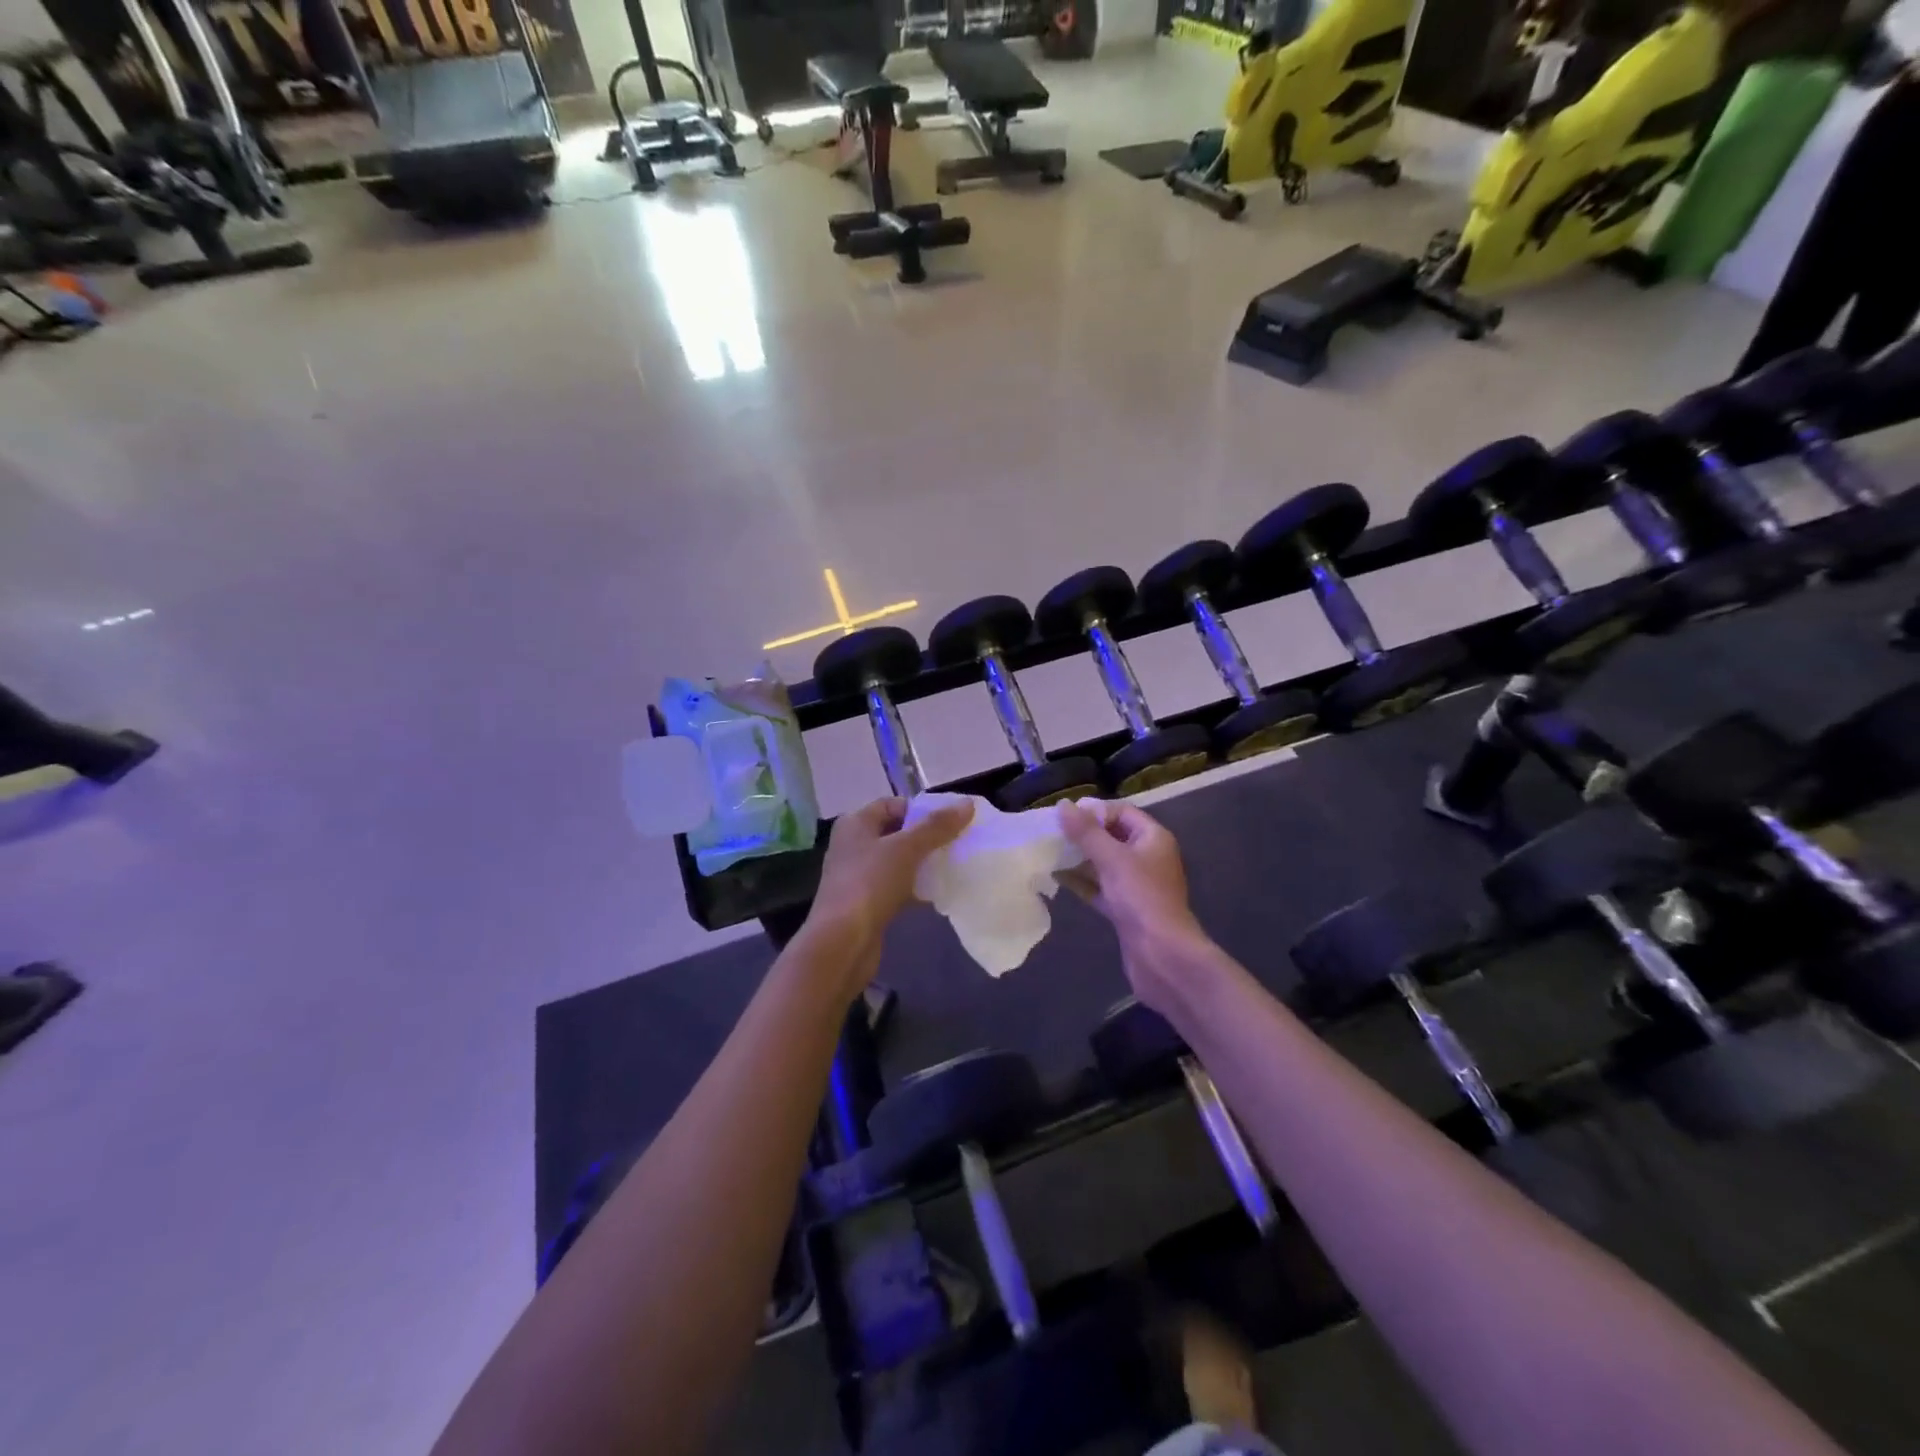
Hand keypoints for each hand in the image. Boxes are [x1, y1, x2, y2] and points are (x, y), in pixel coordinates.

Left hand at [805, 796, 973, 970]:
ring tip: (951, 866)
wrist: (842, 942)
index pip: (892, 804)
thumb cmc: (870, 883)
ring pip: (897, 861)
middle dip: (926, 837)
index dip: (921, 810)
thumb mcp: (906, 849)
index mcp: (856, 824)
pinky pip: (895, 886)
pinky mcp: (865, 903)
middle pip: (896, 832)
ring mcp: (858, 875)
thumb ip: (937, 826)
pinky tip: (936, 894)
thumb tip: (967, 804)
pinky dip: (914, 887)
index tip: (950, 821)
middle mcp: (853, 845)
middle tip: (956, 844)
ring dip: (922, 863)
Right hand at [1058, 801, 1210, 1014]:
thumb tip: (1063, 805)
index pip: (1122, 812)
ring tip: (1049, 852)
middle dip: (1083, 835)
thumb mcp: (1112, 859)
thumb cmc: (1141, 898)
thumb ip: (1086, 832)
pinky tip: (1057, 877)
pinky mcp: (1126, 908)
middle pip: (1112, 837)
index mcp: (1153, 839)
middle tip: (1051, 833)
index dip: (1095, 811)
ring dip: (1079, 858)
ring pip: (1104, 864)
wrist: (1162, 955)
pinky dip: (1082, 882)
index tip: (1065, 816)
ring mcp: (1137, 885)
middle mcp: (1148, 858)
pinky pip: (1101, 887)